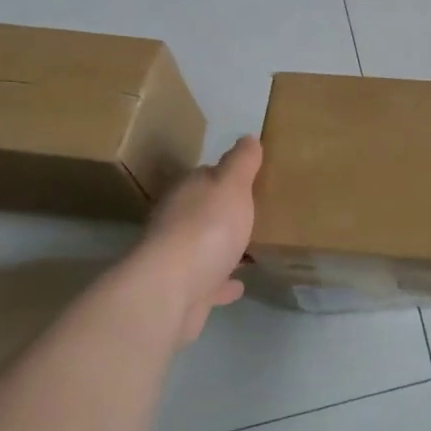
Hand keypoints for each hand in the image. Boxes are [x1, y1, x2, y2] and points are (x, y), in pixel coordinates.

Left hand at [141, 136, 261, 347]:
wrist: (171, 291)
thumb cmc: (206, 228)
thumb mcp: (231, 184)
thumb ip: (241, 162)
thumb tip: (248, 137)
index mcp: (188, 192)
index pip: (207, 176)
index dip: (229, 176)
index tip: (253, 179)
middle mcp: (177, 222)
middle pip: (204, 212)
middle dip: (226, 212)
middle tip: (258, 213)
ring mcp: (178, 260)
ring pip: (206, 248)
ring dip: (225, 247)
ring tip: (252, 248)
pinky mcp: (184, 293)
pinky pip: (209, 283)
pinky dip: (223, 283)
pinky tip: (240, 285)